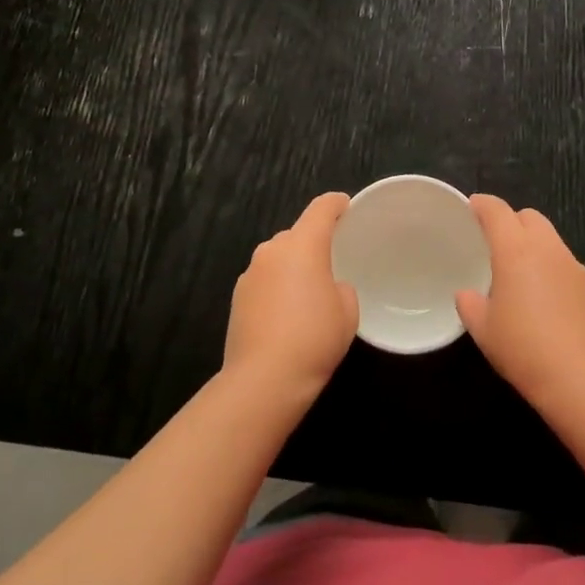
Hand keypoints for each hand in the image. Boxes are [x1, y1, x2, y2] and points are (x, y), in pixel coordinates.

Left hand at [223, 192, 358, 401]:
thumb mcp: (347, 312)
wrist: (263, 380)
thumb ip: (342, 288)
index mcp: (303, 244)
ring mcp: (250, 273)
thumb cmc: (314, 338)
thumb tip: (329, 287)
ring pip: (277, 258)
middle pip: (297, 234)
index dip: (336, 204)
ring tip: (307, 295)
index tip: (346, 207)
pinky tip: (285, 316)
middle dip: (313, 243)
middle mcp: (273, 250)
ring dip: (292, 267)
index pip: (321, 209)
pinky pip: (264, 280)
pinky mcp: (236, 298)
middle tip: (331, 264)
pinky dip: (276, 288)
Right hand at [456, 195, 584, 408]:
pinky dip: (551, 267)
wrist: (580, 378)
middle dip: (511, 221)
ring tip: (520, 272)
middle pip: (528, 216)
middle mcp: (546, 248)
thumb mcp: (483, 330)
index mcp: (515, 249)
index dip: (482, 204)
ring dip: (533, 244)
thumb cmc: (523, 348)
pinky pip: (565, 262)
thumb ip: (470, 304)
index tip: (472, 208)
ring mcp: (572, 265)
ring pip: (550, 238)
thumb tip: (467, 294)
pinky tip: (545, 297)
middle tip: (496, 243)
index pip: (497, 210)